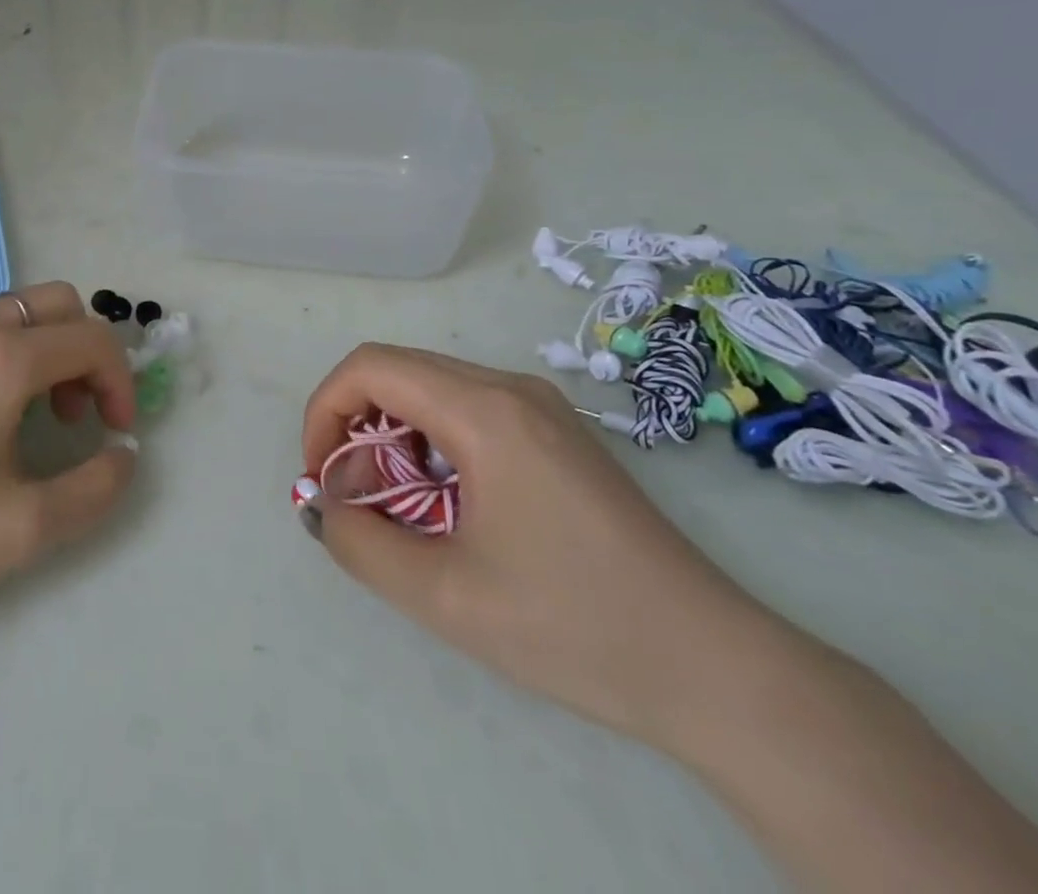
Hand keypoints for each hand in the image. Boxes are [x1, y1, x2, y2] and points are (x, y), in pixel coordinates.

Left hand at [0, 282, 137, 639]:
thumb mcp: (25, 529)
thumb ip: (97, 488)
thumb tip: (124, 455)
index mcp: (0, 358)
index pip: (92, 339)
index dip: (120, 382)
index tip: (116, 432)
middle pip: (57, 303)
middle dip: (85, 352)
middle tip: (75, 415)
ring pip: (13, 311)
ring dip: (44, 350)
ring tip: (30, 417)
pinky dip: (3, 352)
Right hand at [301, 345, 795, 749]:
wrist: (718, 670)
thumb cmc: (575, 626)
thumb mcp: (445, 597)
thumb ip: (361, 543)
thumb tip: (324, 507)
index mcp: (484, 409)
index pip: (370, 367)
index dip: (325, 410)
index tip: (320, 476)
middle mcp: (510, 387)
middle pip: (398, 372)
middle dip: (356, 427)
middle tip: (355, 499)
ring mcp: (540, 406)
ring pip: (432, 390)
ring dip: (393, 436)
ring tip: (397, 508)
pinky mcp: (557, 433)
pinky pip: (468, 410)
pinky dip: (431, 443)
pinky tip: (447, 505)